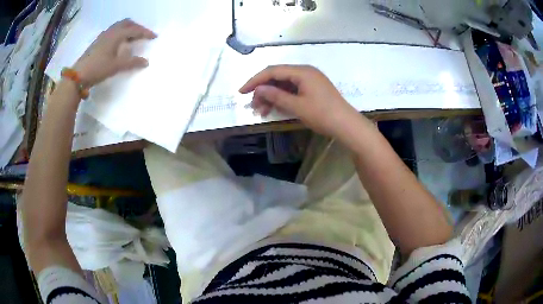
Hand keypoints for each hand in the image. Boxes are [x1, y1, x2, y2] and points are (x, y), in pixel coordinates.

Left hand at [73, 19, 156, 86]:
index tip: (154, 37)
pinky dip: (120, 32)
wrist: (78, 75)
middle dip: (137, 27)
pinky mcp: (98, 41)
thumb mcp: (116, 66)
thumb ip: (132, 63)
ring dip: (128, 29)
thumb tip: (146, 62)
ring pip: (119, 26)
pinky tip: (119, 42)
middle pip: (127, 23)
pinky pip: (113, 31)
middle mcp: (111, 31)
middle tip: (143, 35)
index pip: (135, 29)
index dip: (145, 32)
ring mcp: (103, 35)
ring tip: (133, 38)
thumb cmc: (98, 69)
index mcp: (117, 34)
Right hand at [239, 65, 359, 137]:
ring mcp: (310, 80)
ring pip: (284, 84)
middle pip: (277, 77)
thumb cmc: (322, 115)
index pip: (272, 71)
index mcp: (302, 72)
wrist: (347, 125)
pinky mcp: (313, 89)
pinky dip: (283, 98)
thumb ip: (276, 96)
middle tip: (253, 106)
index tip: (242, 92)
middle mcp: (305, 72)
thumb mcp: (297, 106)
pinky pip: (293, 90)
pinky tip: (275, 109)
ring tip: (262, 111)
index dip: (255, 81)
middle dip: (263, 90)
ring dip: (272, 96)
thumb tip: (258, 89)